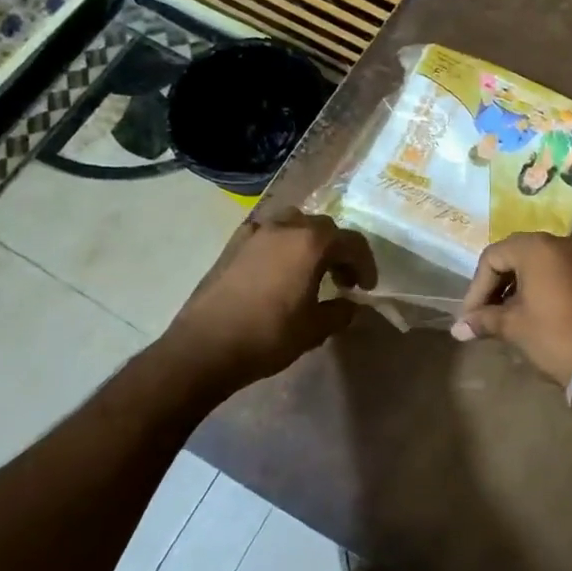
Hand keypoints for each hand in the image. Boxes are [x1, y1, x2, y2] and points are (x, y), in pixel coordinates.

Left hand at [160, 211, 377, 393]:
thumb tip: (349, 305)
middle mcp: (285, 227)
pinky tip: (277, 270)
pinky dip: (281, 245)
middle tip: (342, 281)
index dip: (365, 264)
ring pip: (294, 224)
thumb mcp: (315, 329)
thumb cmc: (268, 335)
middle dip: (339, 251)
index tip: (366, 288)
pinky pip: (267, 234)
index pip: (352, 242)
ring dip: (309, 242)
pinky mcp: (234, 244)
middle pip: (324, 228)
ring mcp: (256, 232)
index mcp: (311, 243)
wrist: (205, 346)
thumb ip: (340, 312)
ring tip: (310, 270)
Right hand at [451, 234, 571, 385]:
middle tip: (482, 313)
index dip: (476, 288)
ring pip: (533, 262)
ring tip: (500, 315)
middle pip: (512, 255)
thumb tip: (457, 329)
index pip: (492, 258)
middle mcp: (557, 242)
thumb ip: (483, 320)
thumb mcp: (513, 326)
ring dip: (513, 285)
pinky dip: (534, 286)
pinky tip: (525, 311)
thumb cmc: (554, 336)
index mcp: (535, 247)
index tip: (470, 316)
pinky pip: (552, 270)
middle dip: (493, 284)